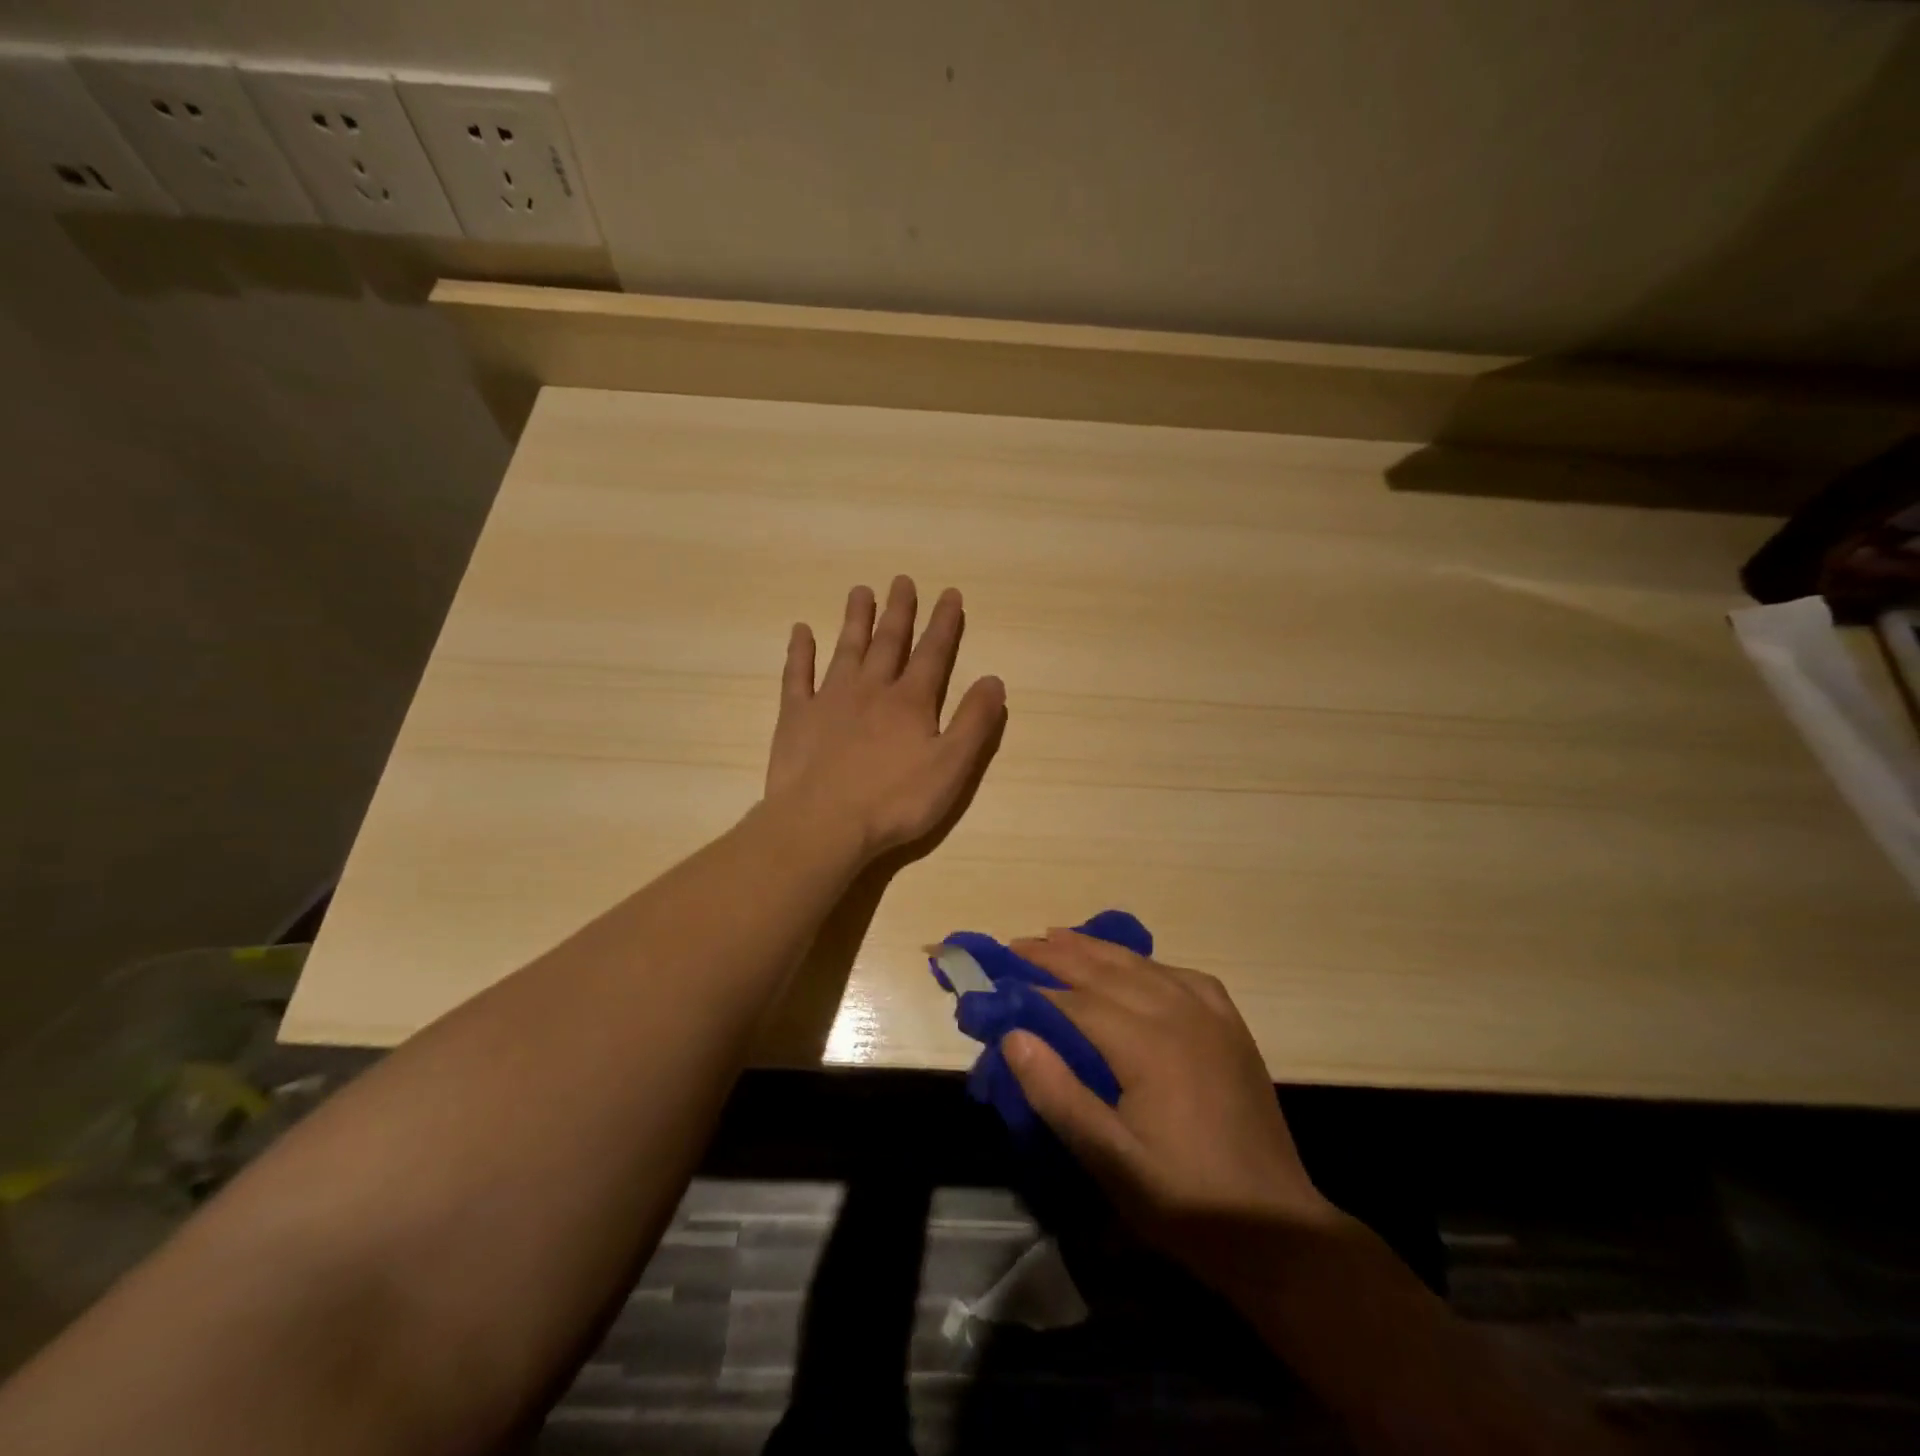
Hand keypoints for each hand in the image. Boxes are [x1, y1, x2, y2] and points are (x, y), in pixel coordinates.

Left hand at [765, 576, 1006, 860]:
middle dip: (899, 611)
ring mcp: (830, 699)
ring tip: (860, 591)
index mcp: (911, 702)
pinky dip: (799, 652)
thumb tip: (994, 680)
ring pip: (846, 649)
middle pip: (889, 642)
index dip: (944, 623)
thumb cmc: (894, 802)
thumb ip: (974, 723)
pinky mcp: (796, 716)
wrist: (823, 824)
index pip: (933, 654)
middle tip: (902, 580)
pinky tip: (800, 631)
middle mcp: (872, 689)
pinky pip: (797, 675)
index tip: (949, 593)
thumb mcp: (951, 768)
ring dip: (855, 620)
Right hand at [1003, 930, 1341, 1269]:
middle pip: (1106, 969)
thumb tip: (1013, 1035)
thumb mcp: (1110, 1160)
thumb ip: (1058, 1093)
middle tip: (1017, 945)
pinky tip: (1137, 966)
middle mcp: (1178, 1012)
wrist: (1276, 1229)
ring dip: (1097, 949)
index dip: (1032, 987)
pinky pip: (1183, 976)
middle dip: (1058, 954)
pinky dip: (1149, 963)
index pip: (1076, 1001)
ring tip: (1060, 937)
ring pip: (1142, 965)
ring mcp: (1210, 1015)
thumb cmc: (1184, 1199)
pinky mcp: (1231, 1026)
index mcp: (1147, 1043)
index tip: (996, 977)